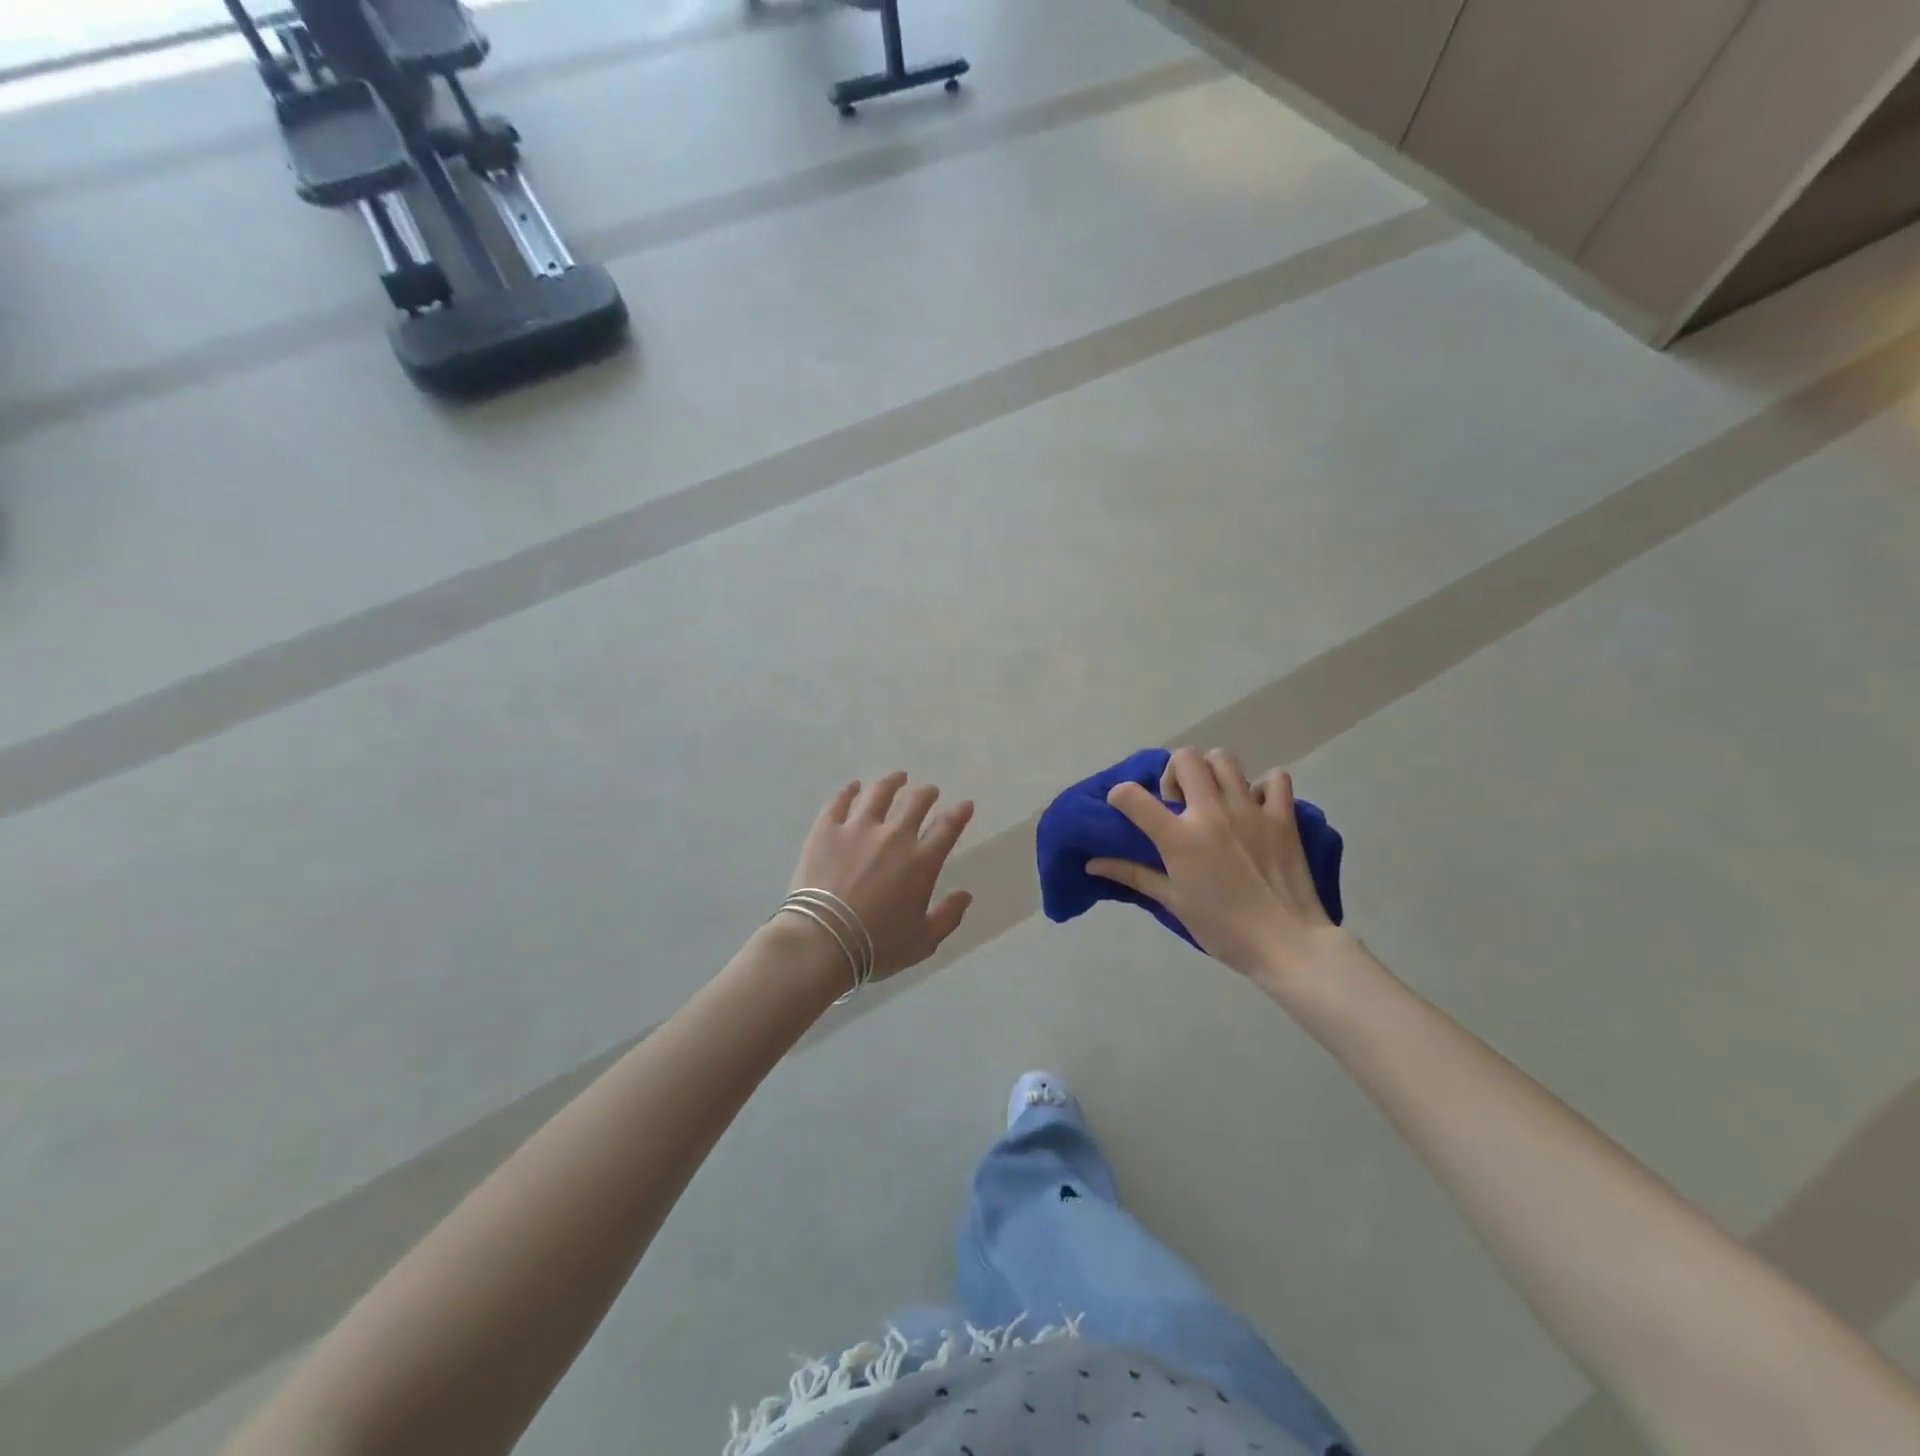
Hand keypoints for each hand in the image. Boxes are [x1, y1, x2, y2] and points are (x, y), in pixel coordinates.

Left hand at [788, 773, 974, 981]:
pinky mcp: (826, 829)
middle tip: (929, 791)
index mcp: (921, 861)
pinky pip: (839, 801)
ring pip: (879, 794)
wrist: (823, 940)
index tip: (965, 805)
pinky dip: (849, 791)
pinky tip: (854, 786)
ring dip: (892, 782)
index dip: (959, 813)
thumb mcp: (923, 941)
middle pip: (916, 803)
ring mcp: (858, 828)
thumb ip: (948, 916)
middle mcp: (894, 836)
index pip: (948, 827)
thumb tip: (966, 895)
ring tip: (897, 778)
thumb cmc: (876, 946)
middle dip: (927, 794)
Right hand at [1087, 747, 1343, 983]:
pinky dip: (1263, 786)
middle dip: (1174, 773)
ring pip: (1225, 759)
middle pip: (1185, 759)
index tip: (1125, 806)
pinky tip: (1256, 807)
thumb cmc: (1223, 929)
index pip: (1132, 796)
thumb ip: (1133, 874)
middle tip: (1179, 802)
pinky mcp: (1283, 816)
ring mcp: (1250, 810)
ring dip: (1213, 772)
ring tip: (1214, 798)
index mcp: (1179, 837)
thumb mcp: (1173, 902)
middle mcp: (1211, 812)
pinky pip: (1275, 779)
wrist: (1288, 944)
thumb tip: (1092, 863)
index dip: (1120, 795)